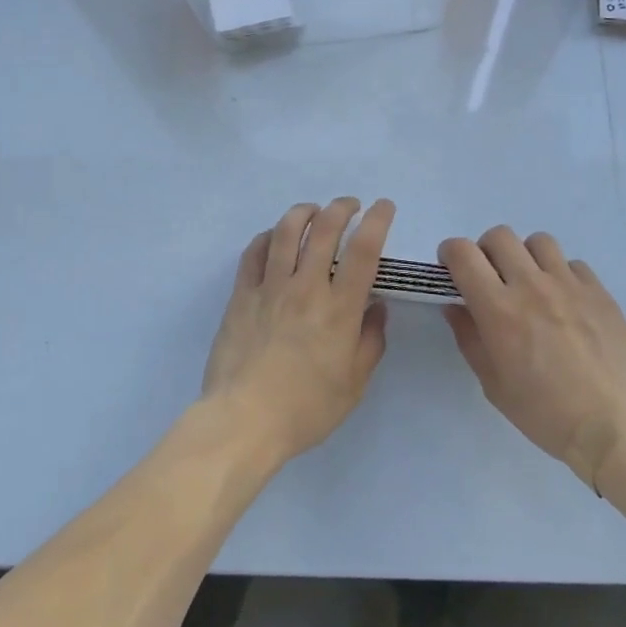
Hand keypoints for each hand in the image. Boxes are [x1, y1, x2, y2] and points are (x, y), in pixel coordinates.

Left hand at [202, 198, 393, 467]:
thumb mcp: (354, 385)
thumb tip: (377, 307)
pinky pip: (254, 252)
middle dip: (342, 207)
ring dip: (304, 212)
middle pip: (325, 229)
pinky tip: (275, 236)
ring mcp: (270, 287)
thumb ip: (371, 341)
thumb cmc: (306, 409)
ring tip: (314, 210)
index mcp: (339, 309)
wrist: (244, 421)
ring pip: (287, 231)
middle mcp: (306, 288)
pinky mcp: (242, 295)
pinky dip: (268, 236)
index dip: (377, 221)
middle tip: (351, 205)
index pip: (364, 250)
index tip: (383, 206)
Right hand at [440, 227, 625, 491]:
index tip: (452, 268)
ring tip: (532, 284)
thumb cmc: (544, 412)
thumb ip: (469, 337)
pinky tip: (566, 302)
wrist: (613, 427)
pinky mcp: (599, 291)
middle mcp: (531, 285)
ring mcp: (569, 284)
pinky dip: (562, 275)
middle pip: (499, 236)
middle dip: (486, 250)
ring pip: (538, 241)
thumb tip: (456, 306)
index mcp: (499, 308)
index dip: (450, 252)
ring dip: (526, 257)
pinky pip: (573, 264)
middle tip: (492, 277)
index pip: (463, 253)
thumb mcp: (492, 384)